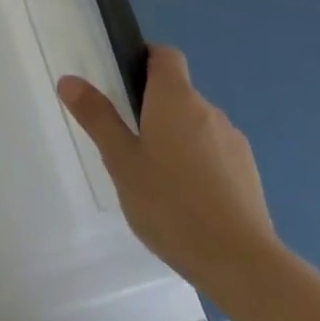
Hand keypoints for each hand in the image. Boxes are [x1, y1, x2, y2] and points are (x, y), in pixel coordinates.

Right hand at [58, 46, 279, 297]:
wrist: (243, 265)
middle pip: (179, 93)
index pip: (165, 55)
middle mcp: (208, 110)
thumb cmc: (172, 204)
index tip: (125, 82)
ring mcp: (233, 142)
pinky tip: (188, 201)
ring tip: (158, 178)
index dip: (146, 59)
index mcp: (175, 98)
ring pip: (197, 125)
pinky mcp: (250, 175)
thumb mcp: (122, 162)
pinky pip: (216, 153)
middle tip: (130, 142)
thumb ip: (97, 118)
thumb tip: (69, 79)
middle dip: (155, 108)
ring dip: (179, 138)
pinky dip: (200, 164)